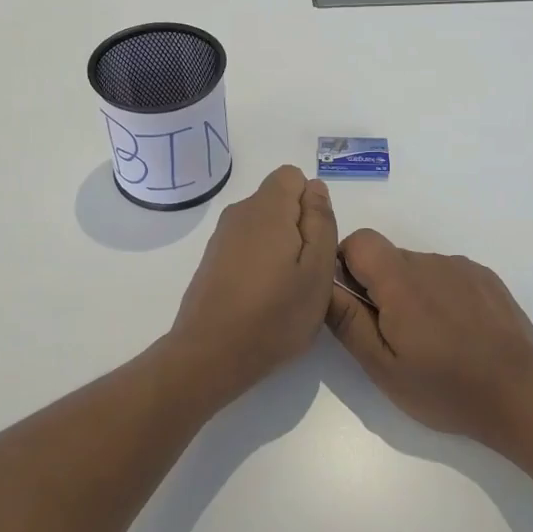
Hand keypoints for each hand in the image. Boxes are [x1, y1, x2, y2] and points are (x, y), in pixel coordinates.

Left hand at [166, 165, 338, 395]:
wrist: (211, 355)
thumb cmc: (275, 314)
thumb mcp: (318, 270)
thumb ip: (321, 222)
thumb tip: (315, 188)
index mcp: (267, 208)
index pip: (293, 176)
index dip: (311, 204)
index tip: (315, 243)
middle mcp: (239, 213)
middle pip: (278, 200)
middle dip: (298, 226)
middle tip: (306, 271)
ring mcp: (222, 237)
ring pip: (263, 225)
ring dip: (280, 247)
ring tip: (285, 289)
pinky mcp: (212, 260)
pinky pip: (246, 246)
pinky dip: (260, 263)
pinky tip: (262, 298)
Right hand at [325, 229, 532, 442]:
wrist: (520, 394)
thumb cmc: (444, 387)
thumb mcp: (383, 367)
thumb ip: (348, 322)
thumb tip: (322, 287)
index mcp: (400, 280)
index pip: (359, 240)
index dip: (347, 265)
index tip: (356, 303)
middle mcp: (431, 262)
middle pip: (389, 257)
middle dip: (381, 287)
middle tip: (394, 336)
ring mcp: (463, 268)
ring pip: (419, 268)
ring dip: (413, 293)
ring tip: (431, 340)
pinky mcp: (487, 278)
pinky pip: (449, 276)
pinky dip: (442, 296)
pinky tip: (458, 333)